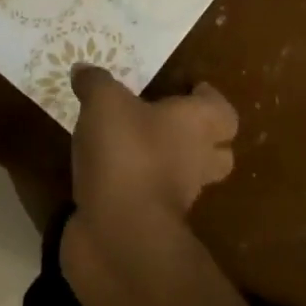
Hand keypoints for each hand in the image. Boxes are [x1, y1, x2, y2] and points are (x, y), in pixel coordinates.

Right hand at [69, 66, 238, 234]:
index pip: (223, 112)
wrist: (119, 235)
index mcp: (196, 126)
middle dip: (198, 138)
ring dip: (163, 164)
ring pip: (182, 177)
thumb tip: (83, 70)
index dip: (208, 99)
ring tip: (127, 145)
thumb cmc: (126, 153)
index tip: (189, 88)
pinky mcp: (150, 225)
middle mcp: (196, 162)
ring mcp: (176, 199)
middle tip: (164, 120)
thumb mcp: (104, 102)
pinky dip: (132, 188)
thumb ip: (95, 82)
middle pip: (216, 151)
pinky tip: (104, 174)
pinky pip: (147, 199)